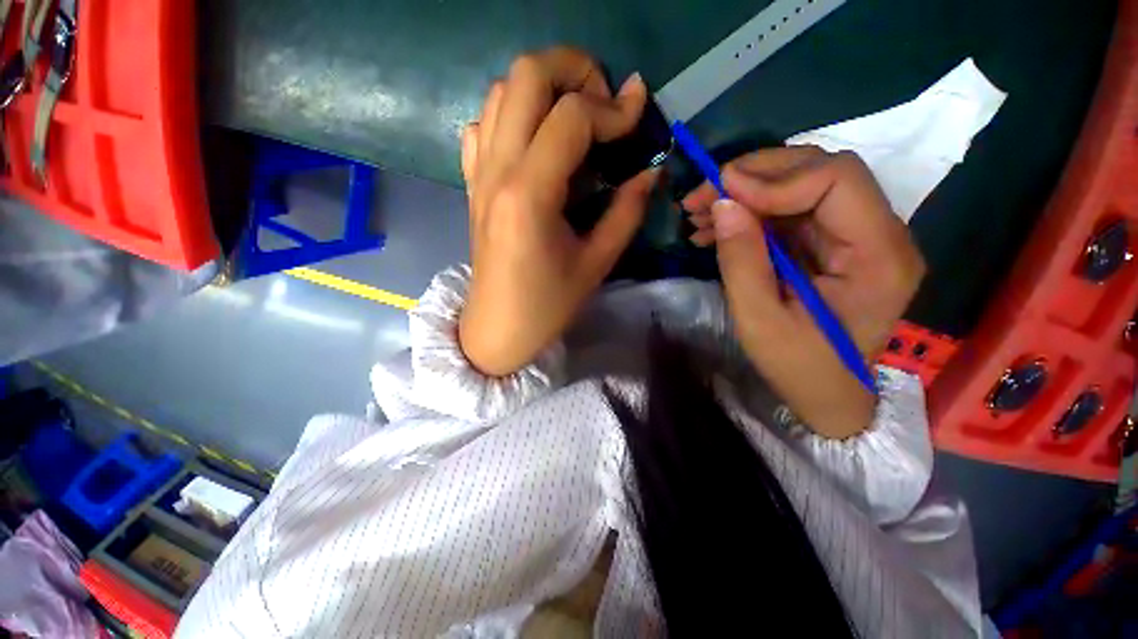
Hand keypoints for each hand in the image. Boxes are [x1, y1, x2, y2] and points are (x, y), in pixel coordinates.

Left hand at [459, 48, 658, 375]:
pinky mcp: (472, 183)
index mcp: (530, 194)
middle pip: (526, 74)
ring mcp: (478, 174)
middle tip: (603, 104)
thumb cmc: (547, 304)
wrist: (497, 327)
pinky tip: (535, 143)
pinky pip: (484, 126)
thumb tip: (652, 167)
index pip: (572, 116)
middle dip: (574, 70)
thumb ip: (628, 210)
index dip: (613, 109)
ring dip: (544, 89)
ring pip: (502, 91)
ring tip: (574, 120)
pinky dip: (512, 116)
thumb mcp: (597, 262)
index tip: (638, 118)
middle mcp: (497, 170)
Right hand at [682, 147, 924, 437]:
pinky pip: (790, 210)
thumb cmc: (799, 367)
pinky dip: (750, 212)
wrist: (827, 393)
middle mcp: (880, 234)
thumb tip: (724, 204)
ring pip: (800, 186)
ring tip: (699, 214)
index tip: (721, 191)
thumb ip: (742, 260)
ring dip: (746, 193)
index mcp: (879, 256)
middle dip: (753, 176)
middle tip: (701, 196)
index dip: (775, 178)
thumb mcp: (760, 320)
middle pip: (819, 172)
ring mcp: (857, 236)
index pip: (837, 180)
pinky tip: (716, 228)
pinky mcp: (833, 243)